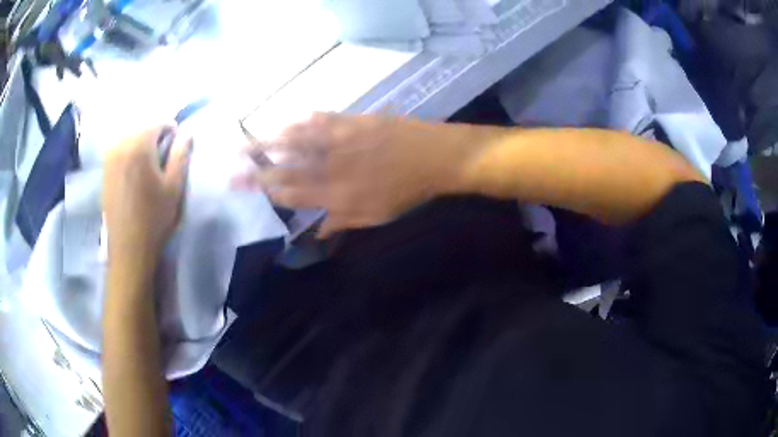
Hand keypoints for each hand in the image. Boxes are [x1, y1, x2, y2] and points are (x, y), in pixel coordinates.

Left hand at [103, 126, 192, 266]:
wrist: (128, 249)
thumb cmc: (154, 218)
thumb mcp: (174, 187)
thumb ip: (182, 155)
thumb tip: (186, 133)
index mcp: (139, 146)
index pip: (158, 123)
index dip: (171, 130)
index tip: (177, 146)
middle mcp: (120, 146)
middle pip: (142, 129)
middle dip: (154, 137)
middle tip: (163, 159)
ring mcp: (109, 158)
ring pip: (129, 139)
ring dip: (141, 146)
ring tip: (148, 168)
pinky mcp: (104, 172)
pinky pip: (119, 151)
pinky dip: (129, 155)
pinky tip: (134, 175)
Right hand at [234, 113, 485, 237]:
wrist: (435, 157)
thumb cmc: (408, 191)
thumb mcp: (377, 216)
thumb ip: (343, 222)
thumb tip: (317, 231)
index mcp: (338, 195)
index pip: (292, 194)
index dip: (266, 191)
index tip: (244, 188)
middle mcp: (333, 168)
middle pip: (286, 168)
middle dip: (255, 169)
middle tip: (231, 167)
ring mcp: (341, 141)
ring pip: (297, 141)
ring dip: (268, 141)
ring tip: (245, 143)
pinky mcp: (351, 121)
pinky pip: (319, 120)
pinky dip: (298, 122)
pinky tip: (284, 121)